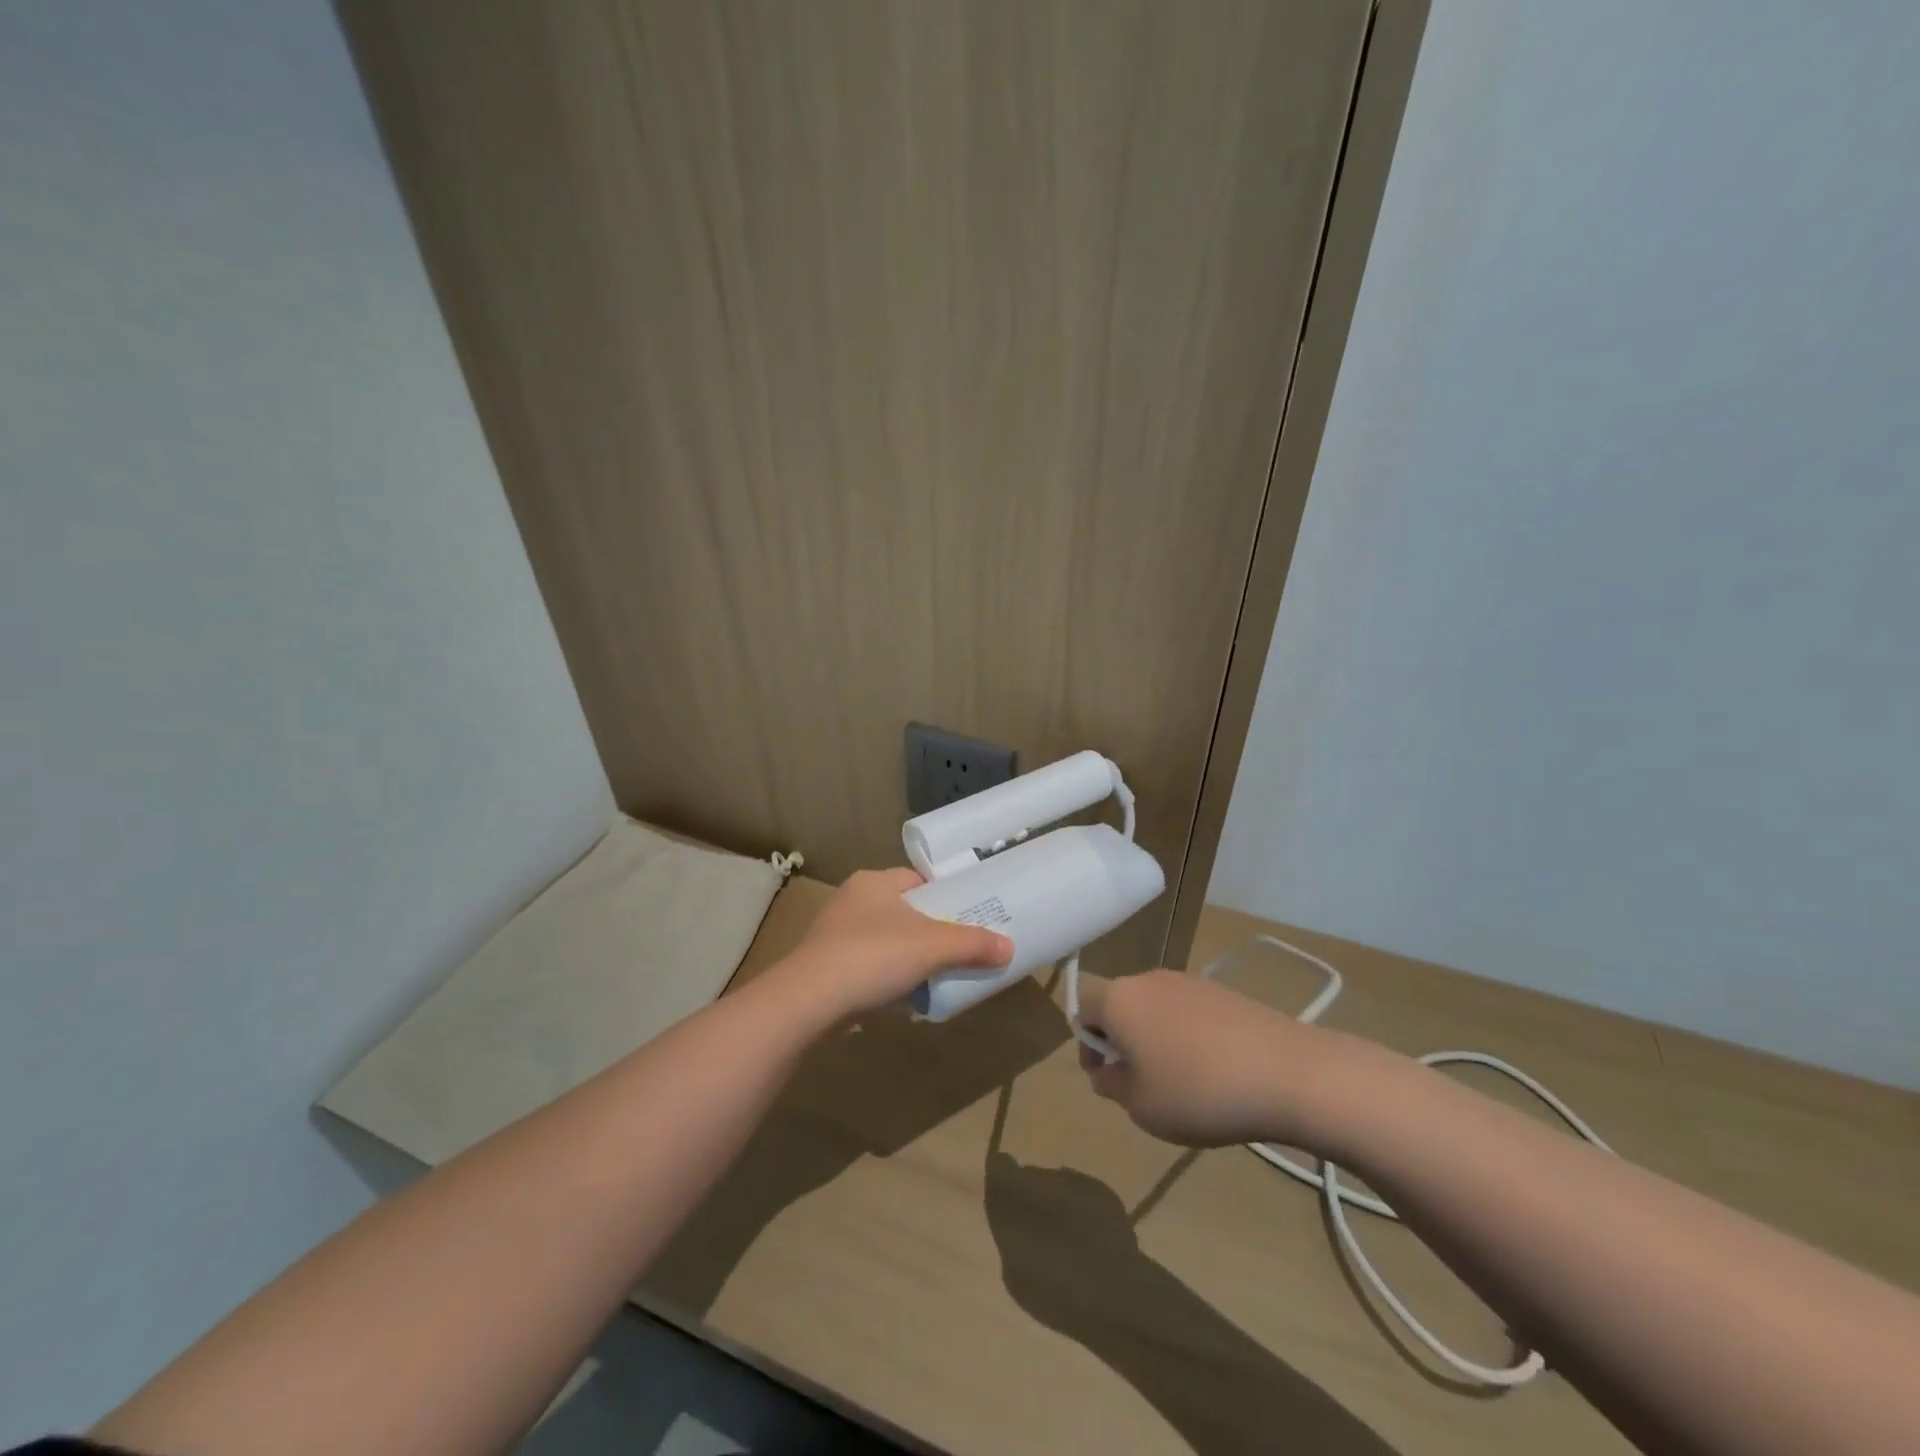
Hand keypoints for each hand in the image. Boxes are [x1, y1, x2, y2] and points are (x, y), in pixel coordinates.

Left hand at [779, 868, 1013, 1021]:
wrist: (808, 1002)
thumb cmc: (872, 957)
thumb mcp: (932, 948)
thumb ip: (972, 945)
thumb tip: (1009, 948)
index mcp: (874, 882)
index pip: (918, 880)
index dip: (946, 895)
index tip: (970, 915)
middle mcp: (852, 901)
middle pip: (905, 911)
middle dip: (932, 930)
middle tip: (961, 948)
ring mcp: (836, 935)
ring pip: (888, 940)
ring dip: (910, 957)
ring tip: (939, 974)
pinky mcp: (827, 967)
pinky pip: (870, 966)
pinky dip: (889, 977)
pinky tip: (906, 996)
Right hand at [1074, 970, 1348, 1148]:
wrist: (1287, 1073)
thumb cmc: (1198, 1092)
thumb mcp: (1141, 1107)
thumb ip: (1112, 1086)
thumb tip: (1108, 1071)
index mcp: (1118, 999)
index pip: (1083, 1012)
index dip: (1088, 1048)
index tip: (1107, 1080)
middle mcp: (1148, 979)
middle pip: (1120, 1005)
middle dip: (1122, 1042)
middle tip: (1141, 1084)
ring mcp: (1188, 981)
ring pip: (1155, 1008)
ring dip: (1155, 1038)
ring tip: (1181, 1081)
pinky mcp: (1222, 991)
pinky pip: (1188, 1011)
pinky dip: (1188, 1035)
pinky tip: (1213, 1069)